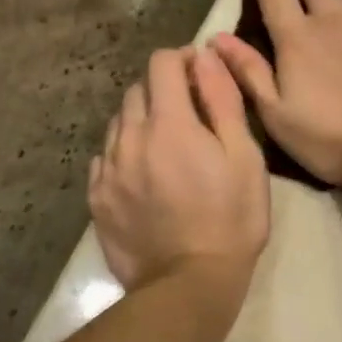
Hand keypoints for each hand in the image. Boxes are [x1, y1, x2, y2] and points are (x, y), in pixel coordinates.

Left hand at [89, 46, 270, 289]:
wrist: (189, 285)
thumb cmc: (231, 219)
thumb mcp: (244, 157)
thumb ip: (222, 101)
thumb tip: (204, 57)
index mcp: (168, 124)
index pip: (162, 63)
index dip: (183, 59)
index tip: (201, 75)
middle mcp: (129, 138)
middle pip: (137, 90)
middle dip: (163, 89)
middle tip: (191, 114)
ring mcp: (107, 170)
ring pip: (118, 123)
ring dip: (142, 120)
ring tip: (167, 147)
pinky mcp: (97, 199)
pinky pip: (105, 158)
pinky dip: (124, 153)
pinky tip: (144, 175)